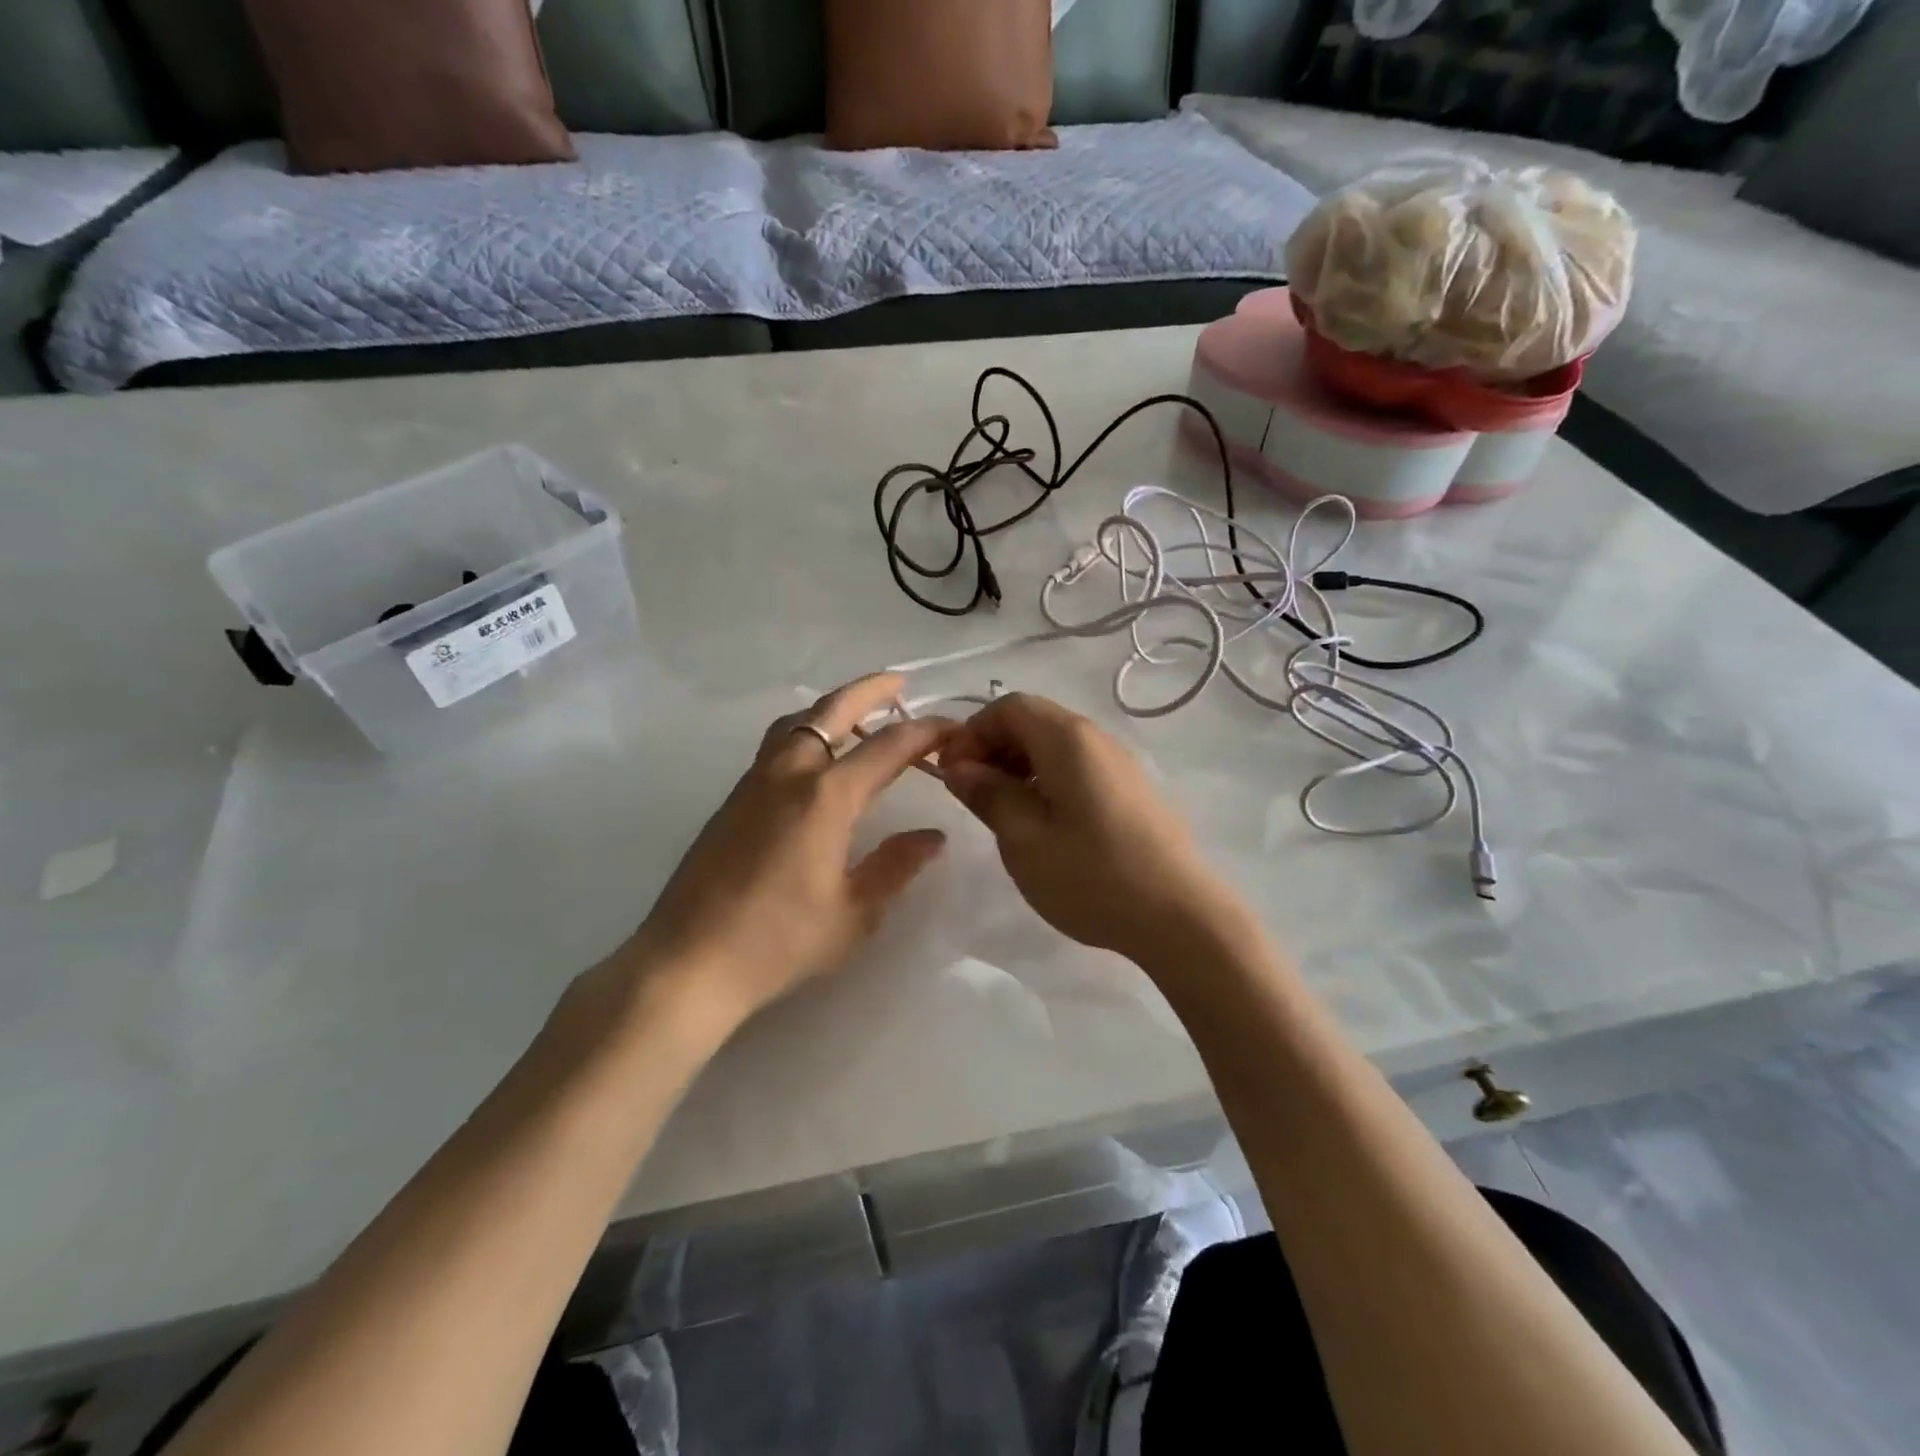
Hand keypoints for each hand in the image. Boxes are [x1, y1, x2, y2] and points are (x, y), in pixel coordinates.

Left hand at [615, 674, 953, 1034]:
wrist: (688, 961)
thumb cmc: (778, 942)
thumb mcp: (853, 914)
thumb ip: (896, 866)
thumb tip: (933, 837)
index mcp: (826, 797)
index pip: (888, 747)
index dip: (925, 732)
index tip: (953, 726)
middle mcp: (789, 774)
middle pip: (832, 711)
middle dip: (870, 691)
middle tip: (900, 682)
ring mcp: (754, 782)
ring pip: (797, 722)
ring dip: (831, 708)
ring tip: (859, 718)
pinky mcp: (733, 800)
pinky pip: (777, 746)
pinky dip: (807, 732)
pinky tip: (819, 762)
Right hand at [939, 693, 1246, 966]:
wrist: (1181, 917)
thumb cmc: (1093, 876)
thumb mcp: (1024, 839)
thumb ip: (988, 794)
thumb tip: (959, 767)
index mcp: (1068, 740)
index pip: (1009, 706)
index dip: (972, 732)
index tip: (952, 774)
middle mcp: (1097, 738)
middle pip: (1034, 720)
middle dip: (994, 747)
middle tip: (973, 793)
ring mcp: (1121, 763)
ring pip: (1057, 744)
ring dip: (1020, 764)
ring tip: (1004, 811)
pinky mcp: (1133, 789)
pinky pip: (1079, 766)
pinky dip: (1048, 779)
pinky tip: (1045, 822)